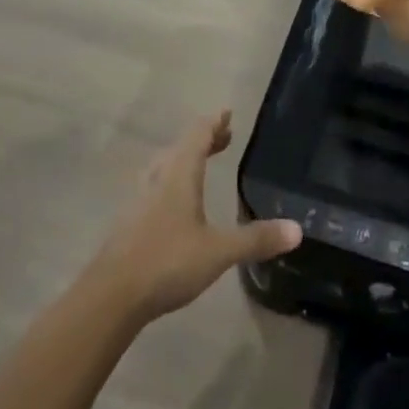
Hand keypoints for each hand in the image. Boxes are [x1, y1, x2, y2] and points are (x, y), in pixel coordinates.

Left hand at [86, 111, 301, 324]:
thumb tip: (297, 229)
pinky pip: (155, 187)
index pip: (198, 136)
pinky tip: (176, 204)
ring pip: (164, 167)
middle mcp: (158, 179)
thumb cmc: (167, 261)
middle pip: (180, 148)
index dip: (214, 123)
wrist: (111, 295)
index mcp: (179, 175)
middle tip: (224, 137)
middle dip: (203, 140)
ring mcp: (139, 200)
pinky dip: (172, 182)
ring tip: (200, 164)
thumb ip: (256, 239)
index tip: (226, 113)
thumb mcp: (219, 251)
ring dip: (184, 159)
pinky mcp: (129, 222)